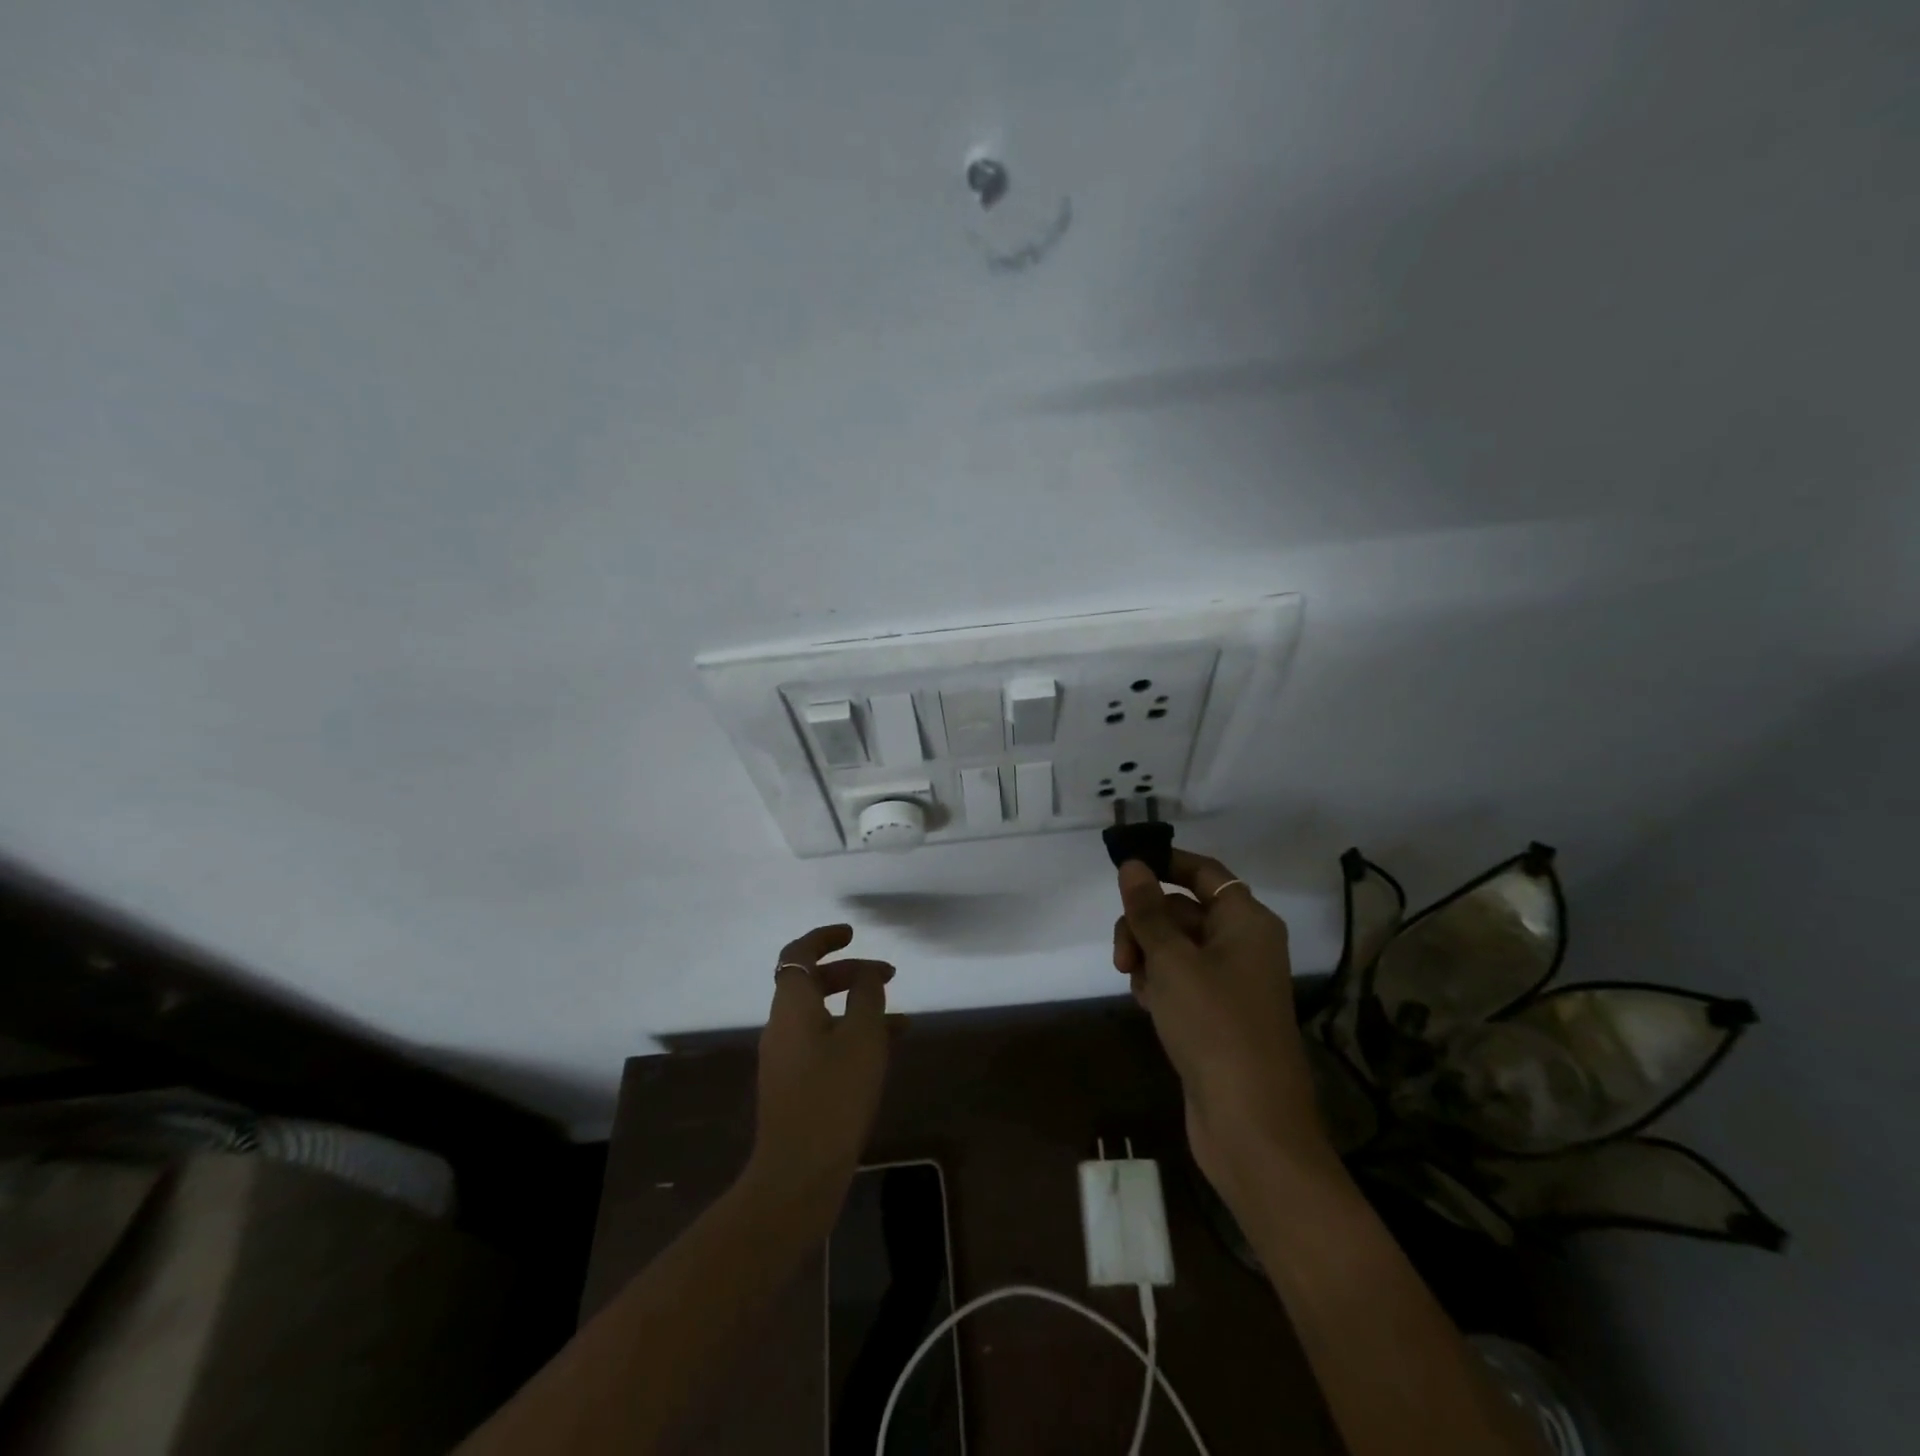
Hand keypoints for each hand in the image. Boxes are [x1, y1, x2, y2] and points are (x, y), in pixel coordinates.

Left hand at [745, 925, 895, 1225]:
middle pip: (811, 983)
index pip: (798, 954)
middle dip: (850, 972)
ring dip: (856, 1006)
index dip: (823, 937)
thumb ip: (867, 995)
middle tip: (887, 974)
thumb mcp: (863, 1036)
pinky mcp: (794, 1084)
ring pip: (822, 1014)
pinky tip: (886, 1050)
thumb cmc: (833, 1094)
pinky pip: (824, 1042)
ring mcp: (785, 1057)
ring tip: (900, 1016)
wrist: (798, 1172)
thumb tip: (867, 973)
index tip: (852, 933)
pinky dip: (851, 1035)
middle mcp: (782, 1025)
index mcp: (791, 1005)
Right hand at [1113, 851, 1331, 1190]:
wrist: (1249, 1123)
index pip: (1204, 872)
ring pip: (1176, 947)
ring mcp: (1230, 983)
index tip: (1124, 868)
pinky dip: (1159, 983)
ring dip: (1147, 955)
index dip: (1165, 864)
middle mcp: (1243, 945)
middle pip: (1183, 910)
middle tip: (1123, 954)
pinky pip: (1180, 980)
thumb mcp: (1173, 960)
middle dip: (1146, 923)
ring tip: (1134, 983)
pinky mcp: (1216, 1015)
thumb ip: (1148, 910)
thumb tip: (1133, 865)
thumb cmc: (1214, 1025)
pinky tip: (1145, 1004)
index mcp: (1246, 921)